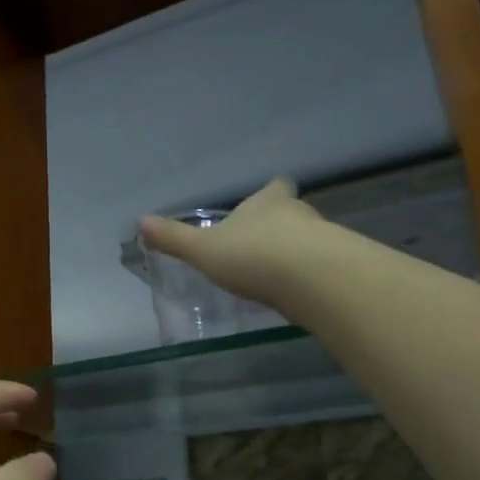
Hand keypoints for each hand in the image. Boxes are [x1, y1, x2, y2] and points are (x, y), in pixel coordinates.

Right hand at [139, 176, 324, 305]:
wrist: (315, 280)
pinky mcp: (338, 269)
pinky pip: (322, 267)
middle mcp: (300, 213)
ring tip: (279, 272)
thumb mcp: (204, 250)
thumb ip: (175, 238)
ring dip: (297, 252)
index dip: (271, 191)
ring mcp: (325, 239)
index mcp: (268, 202)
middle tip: (263, 242)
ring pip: (310, 239)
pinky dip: (311, 276)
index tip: (268, 197)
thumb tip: (141, 221)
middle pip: (294, 211)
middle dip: (281, 224)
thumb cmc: (255, 255)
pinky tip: (298, 293)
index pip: (276, 187)